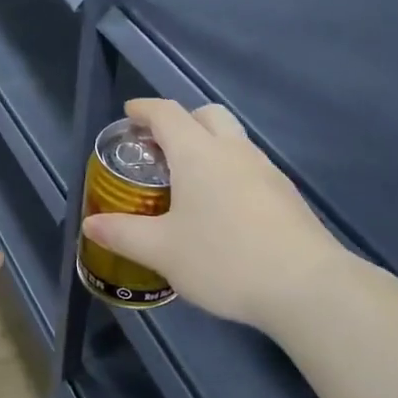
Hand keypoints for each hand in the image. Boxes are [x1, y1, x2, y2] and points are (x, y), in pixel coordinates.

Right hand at [81, 99, 339, 334]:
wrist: (306, 287)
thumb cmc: (224, 259)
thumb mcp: (162, 251)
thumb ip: (123, 234)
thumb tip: (91, 224)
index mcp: (198, 153)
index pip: (167, 114)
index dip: (145, 110)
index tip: (130, 114)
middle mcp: (234, 151)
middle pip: (207, 115)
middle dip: (182, 121)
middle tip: (160, 147)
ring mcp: (266, 171)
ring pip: (233, 140)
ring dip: (208, 146)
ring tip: (188, 183)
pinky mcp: (286, 195)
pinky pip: (249, 167)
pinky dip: (228, 171)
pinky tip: (222, 210)